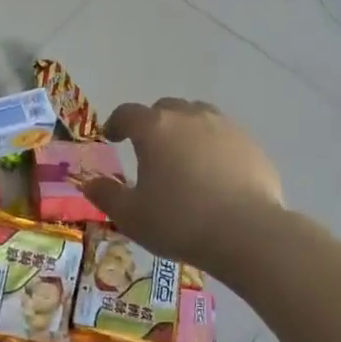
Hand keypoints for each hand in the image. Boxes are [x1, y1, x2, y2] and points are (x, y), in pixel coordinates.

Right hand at [79, 98, 285, 268]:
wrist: (247, 232)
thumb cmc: (180, 222)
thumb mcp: (131, 216)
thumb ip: (107, 195)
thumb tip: (89, 183)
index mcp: (154, 128)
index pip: (127, 113)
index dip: (116, 123)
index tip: (112, 136)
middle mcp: (189, 117)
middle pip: (165, 108)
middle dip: (153, 124)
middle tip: (149, 149)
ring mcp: (224, 126)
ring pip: (198, 116)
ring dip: (186, 129)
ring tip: (184, 156)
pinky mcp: (251, 144)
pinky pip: (225, 136)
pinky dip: (214, 146)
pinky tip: (216, 172)